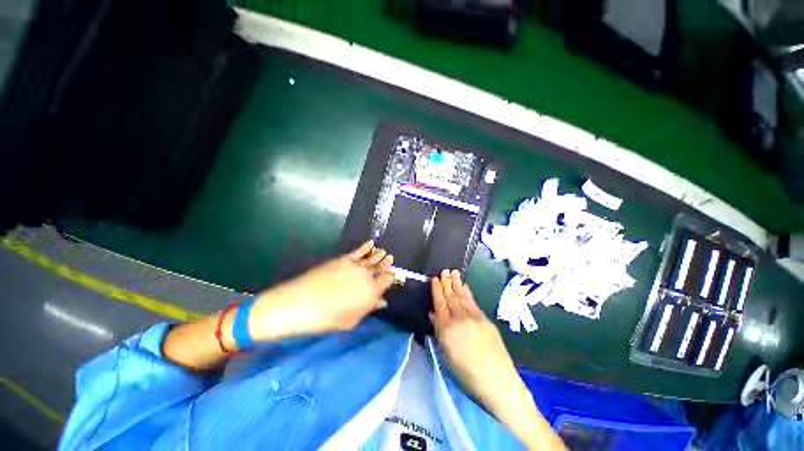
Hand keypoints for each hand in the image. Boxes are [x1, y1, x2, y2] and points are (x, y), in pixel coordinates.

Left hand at [248, 241, 394, 341]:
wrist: (301, 303)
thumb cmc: (327, 318)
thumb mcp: (352, 320)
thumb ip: (369, 309)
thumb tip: (382, 302)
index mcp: (372, 291)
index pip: (388, 279)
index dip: (391, 277)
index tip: (391, 277)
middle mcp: (367, 275)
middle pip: (381, 266)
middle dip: (387, 263)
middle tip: (390, 259)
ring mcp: (355, 265)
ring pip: (372, 257)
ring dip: (379, 254)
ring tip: (384, 252)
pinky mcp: (343, 259)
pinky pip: (359, 251)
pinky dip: (366, 247)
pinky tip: (371, 243)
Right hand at [430, 270, 522, 408]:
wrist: (497, 381)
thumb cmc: (466, 374)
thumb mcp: (446, 354)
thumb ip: (439, 331)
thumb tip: (433, 313)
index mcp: (447, 328)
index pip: (439, 303)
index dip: (436, 290)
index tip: (434, 278)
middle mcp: (459, 318)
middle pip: (451, 297)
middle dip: (446, 282)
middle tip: (443, 270)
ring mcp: (474, 317)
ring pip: (462, 296)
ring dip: (457, 283)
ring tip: (453, 272)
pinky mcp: (485, 319)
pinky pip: (473, 301)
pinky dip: (468, 292)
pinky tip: (465, 286)